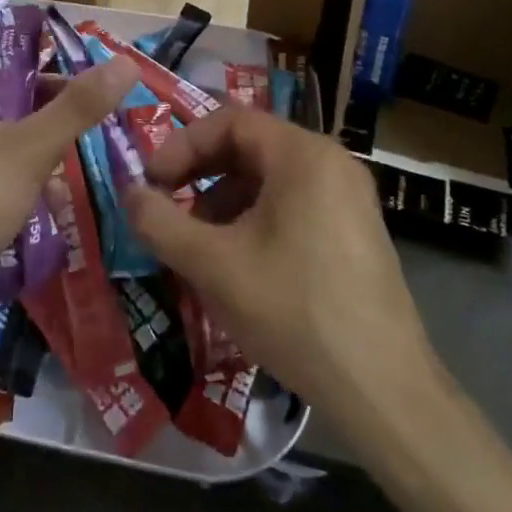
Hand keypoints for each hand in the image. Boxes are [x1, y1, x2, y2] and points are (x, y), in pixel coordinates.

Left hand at [0, 35, 138, 348]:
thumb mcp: (31, 148)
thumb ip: (78, 106)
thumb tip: (127, 63)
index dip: (7, 38)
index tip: (52, 50)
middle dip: (34, 90)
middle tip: (79, 98)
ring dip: (29, 129)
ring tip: (72, 140)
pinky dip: (14, 162)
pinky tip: (47, 183)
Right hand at [123, 109, 442, 443]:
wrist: (384, 390)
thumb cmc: (294, 312)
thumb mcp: (214, 265)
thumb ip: (161, 223)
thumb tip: (128, 194)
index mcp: (303, 154)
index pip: (229, 122)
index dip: (182, 146)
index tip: (151, 182)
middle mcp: (332, 162)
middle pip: (251, 146)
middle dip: (201, 173)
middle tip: (167, 205)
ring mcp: (350, 196)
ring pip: (271, 178)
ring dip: (225, 199)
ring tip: (198, 242)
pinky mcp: (356, 230)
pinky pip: (295, 203)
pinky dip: (256, 218)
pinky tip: (239, 262)